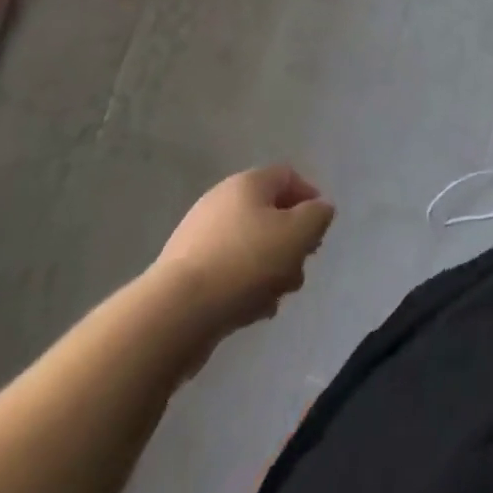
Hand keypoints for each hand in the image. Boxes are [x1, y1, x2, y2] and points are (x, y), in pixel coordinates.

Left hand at [151, 165, 334, 334]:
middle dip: (290, 243)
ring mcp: (199, 238)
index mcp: (248, 183)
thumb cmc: (245, 263)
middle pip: (269, 214)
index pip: (288, 176)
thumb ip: (318, 216)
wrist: (174, 315)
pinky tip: (250, 312)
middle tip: (299, 270)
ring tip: (276, 299)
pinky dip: (243, 287)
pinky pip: (226, 272)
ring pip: (249, 246)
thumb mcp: (298, 234)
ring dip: (269, 270)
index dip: (310, 199)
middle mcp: (222, 201)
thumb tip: (319, 210)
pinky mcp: (184, 274)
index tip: (318, 232)